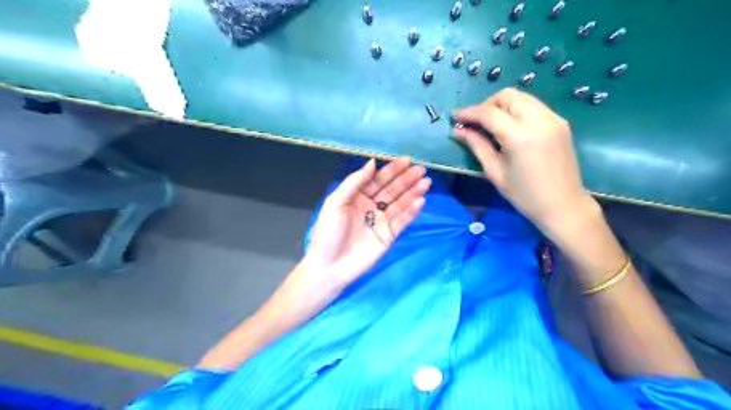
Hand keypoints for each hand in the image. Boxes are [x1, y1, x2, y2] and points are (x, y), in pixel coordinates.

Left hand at [302, 156, 429, 290]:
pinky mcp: (389, 236)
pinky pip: (402, 221)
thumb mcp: (336, 202)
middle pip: (391, 190)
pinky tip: (420, 200)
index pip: (377, 180)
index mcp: (357, 196)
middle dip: (406, 179)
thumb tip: (373, 162)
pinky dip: (411, 211)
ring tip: (426, 182)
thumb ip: (354, 182)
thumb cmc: (328, 232)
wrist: (329, 266)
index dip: (391, 170)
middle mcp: (370, 206)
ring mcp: (381, 221)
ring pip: (399, 204)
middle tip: (421, 169)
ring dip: (413, 192)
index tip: (406, 160)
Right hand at [453, 87, 599, 233]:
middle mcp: (538, 120)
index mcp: (519, 136)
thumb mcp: (494, 172)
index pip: (489, 112)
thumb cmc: (524, 195)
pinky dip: (517, 110)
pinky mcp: (560, 122)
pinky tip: (510, 127)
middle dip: (486, 104)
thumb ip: (476, 145)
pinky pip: (533, 106)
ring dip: (502, 105)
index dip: (469, 112)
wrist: (563, 206)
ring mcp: (553, 118)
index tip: (455, 117)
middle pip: (507, 96)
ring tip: (490, 123)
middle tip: (475, 122)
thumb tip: (457, 130)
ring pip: (521, 97)